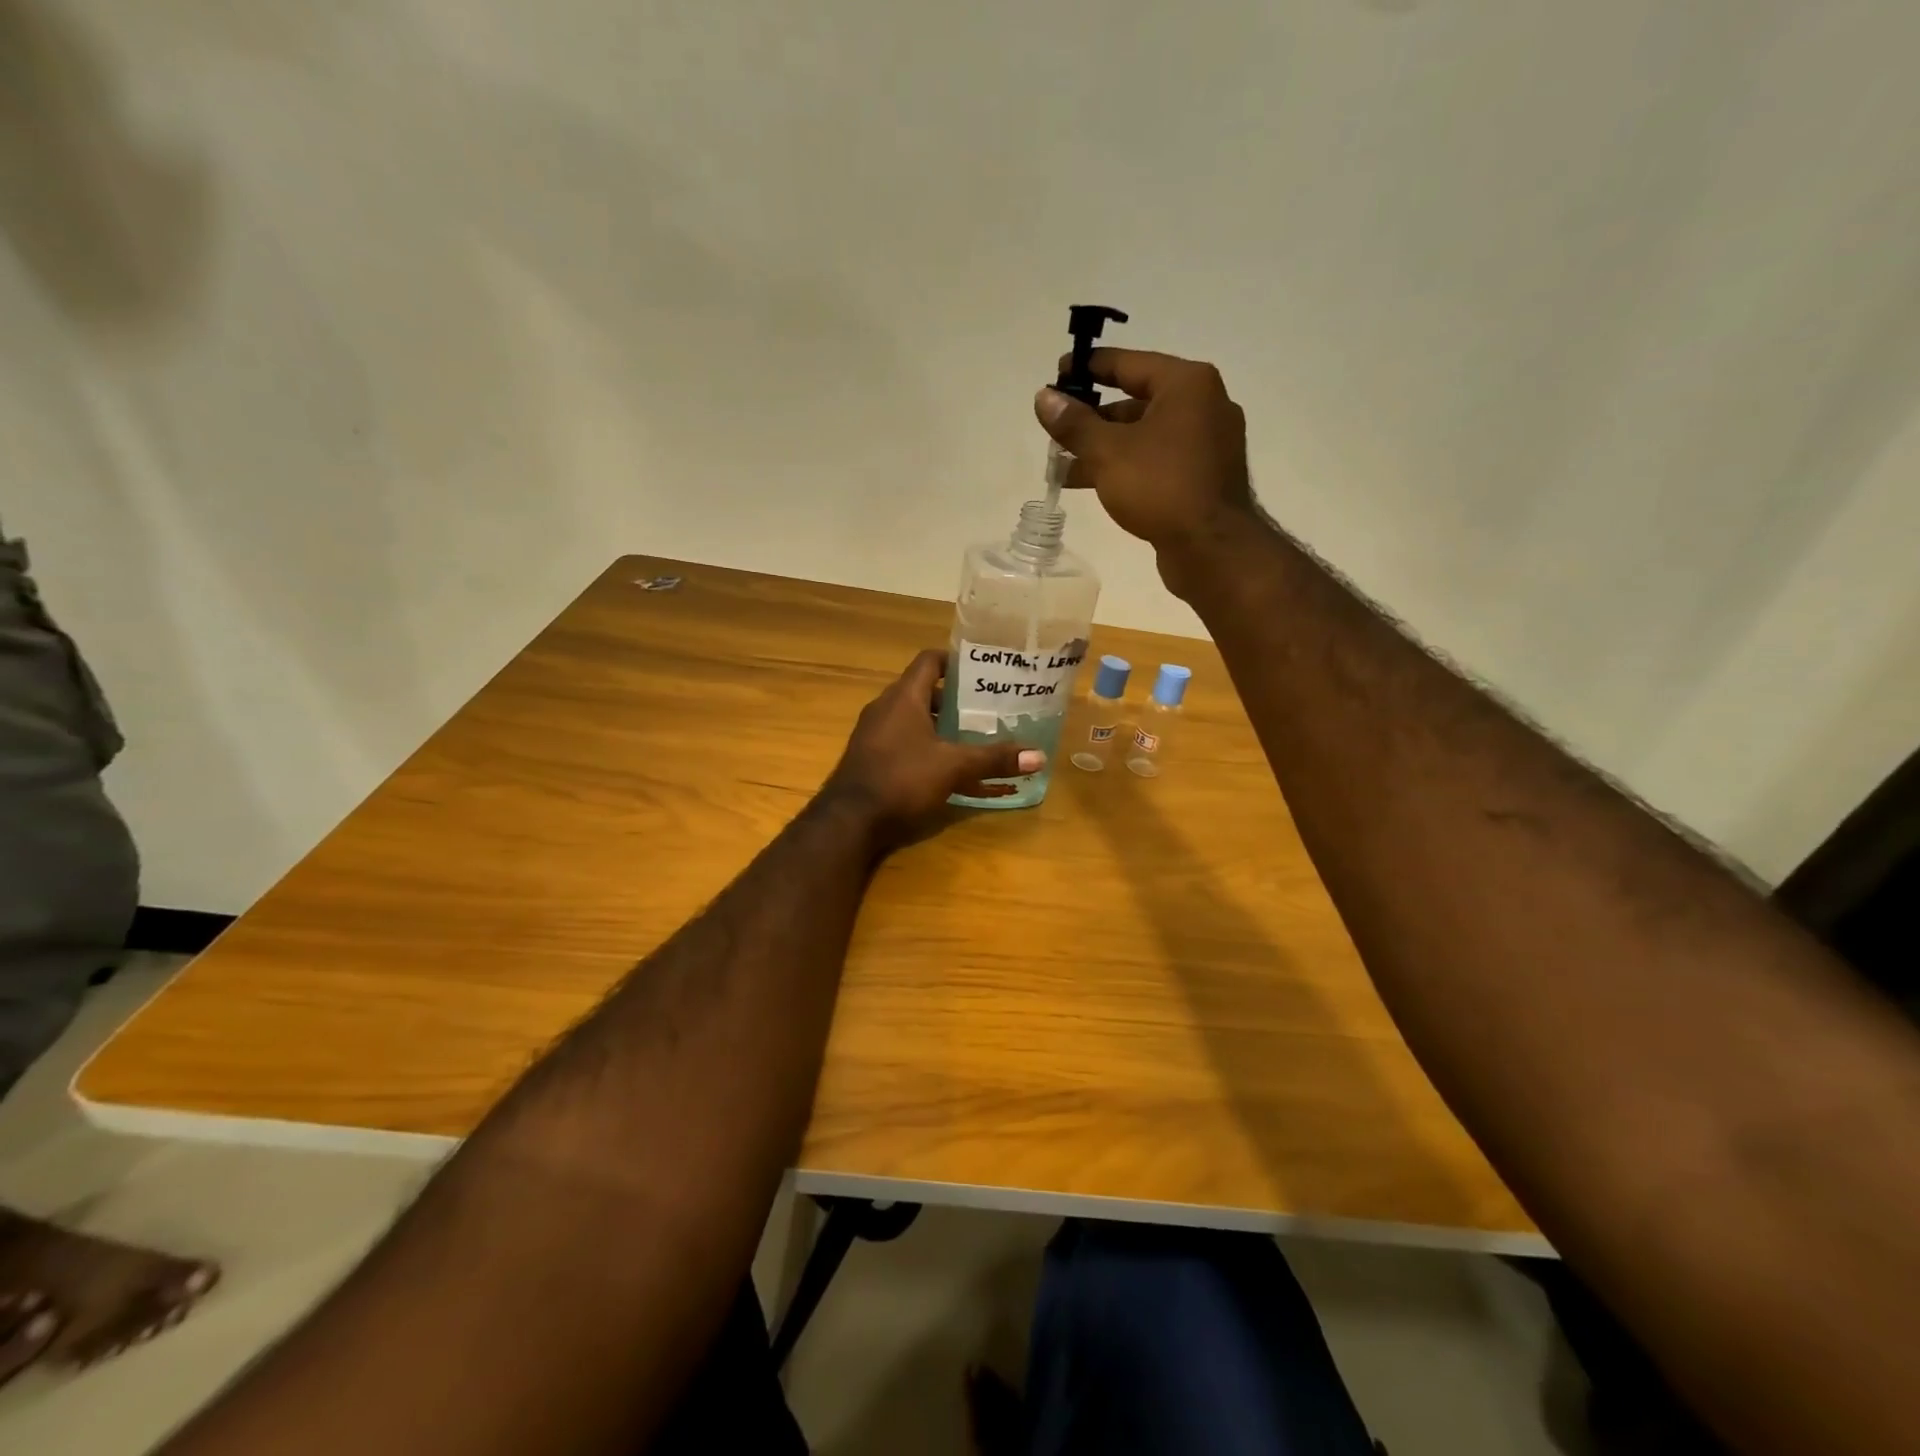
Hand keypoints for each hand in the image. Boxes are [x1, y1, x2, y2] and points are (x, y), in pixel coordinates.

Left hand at [823, 650, 1043, 842]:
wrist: (849, 821)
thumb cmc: (901, 779)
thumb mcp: (953, 767)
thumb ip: (994, 759)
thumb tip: (1039, 756)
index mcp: (904, 697)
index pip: (930, 661)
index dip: (955, 661)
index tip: (982, 670)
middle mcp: (886, 709)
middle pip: (926, 692)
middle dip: (957, 701)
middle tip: (989, 709)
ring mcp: (876, 735)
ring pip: (917, 722)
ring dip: (944, 728)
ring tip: (976, 739)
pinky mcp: (873, 760)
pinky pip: (907, 746)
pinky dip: (930, 752)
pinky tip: (952, 772)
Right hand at [1033, 349, 1258, 589]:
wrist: (1212, 548)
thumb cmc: (1161, 487)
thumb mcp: (1107, 452)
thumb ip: (1074, 424)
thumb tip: (1044, 398)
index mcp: (1187, 384)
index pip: (1129, 363)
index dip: (1088, 368)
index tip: (1058, 374)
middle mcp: (1204, 405)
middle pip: (1137, 401)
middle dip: (1093, 418)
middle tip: (1057, 429)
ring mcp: (1208, 443)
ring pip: (1146, 435)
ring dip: (1105, 448)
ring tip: (1064, 465)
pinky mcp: (1205, 477)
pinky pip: (1158, 460)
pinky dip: (1127, 466)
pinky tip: (1095, 484)